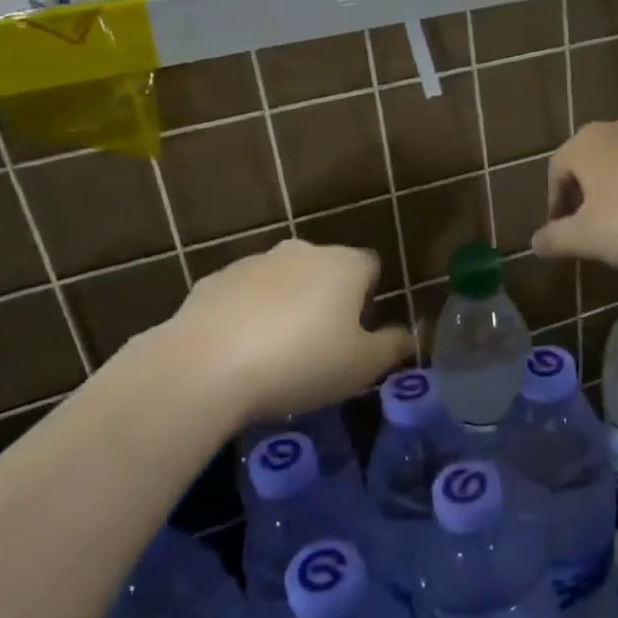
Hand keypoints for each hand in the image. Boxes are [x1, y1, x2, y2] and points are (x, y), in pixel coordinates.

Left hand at [147, 240, 414, 423]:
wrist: (207, 366)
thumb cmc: (302, 363)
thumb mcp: (362, 366)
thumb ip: (393, 347)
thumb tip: (410, 336)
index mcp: (344, 264)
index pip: (371, 267)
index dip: (369, 300)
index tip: (358, 334)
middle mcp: (301, 251)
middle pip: (325, 271)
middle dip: (327, 300)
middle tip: (321, 346)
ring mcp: (253, 262)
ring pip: (283, 281)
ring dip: (287, 305)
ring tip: (278, 354)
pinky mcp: (214, 281)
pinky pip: (244, 296)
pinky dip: (248, 315)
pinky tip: (240, 352)